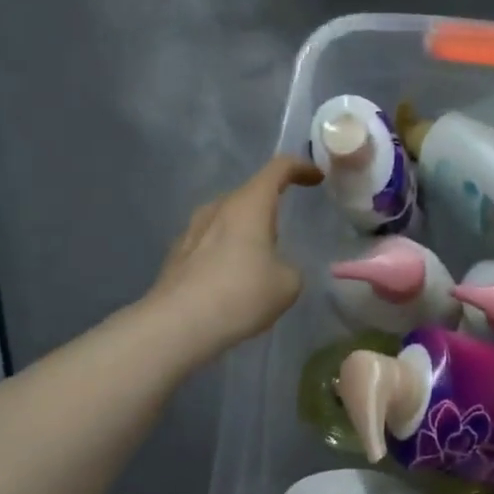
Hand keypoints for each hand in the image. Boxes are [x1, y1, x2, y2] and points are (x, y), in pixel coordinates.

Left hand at [147, 156, 322, 358]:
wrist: (176, 326)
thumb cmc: (241, 294)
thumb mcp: (288, 284)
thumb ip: (290, 267)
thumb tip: (278, 268)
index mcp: (249, 205)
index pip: (279, 168)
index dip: (301, 168)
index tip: (317, 178)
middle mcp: (218, 208)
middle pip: (250, 194)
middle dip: (271, 204)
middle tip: (287, 226)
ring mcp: (192, 230)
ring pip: (227, 218)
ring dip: (246, 229)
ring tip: (260, 256)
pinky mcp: (177, 255)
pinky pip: (210, 241)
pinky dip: (227, 250)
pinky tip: (232, 278)